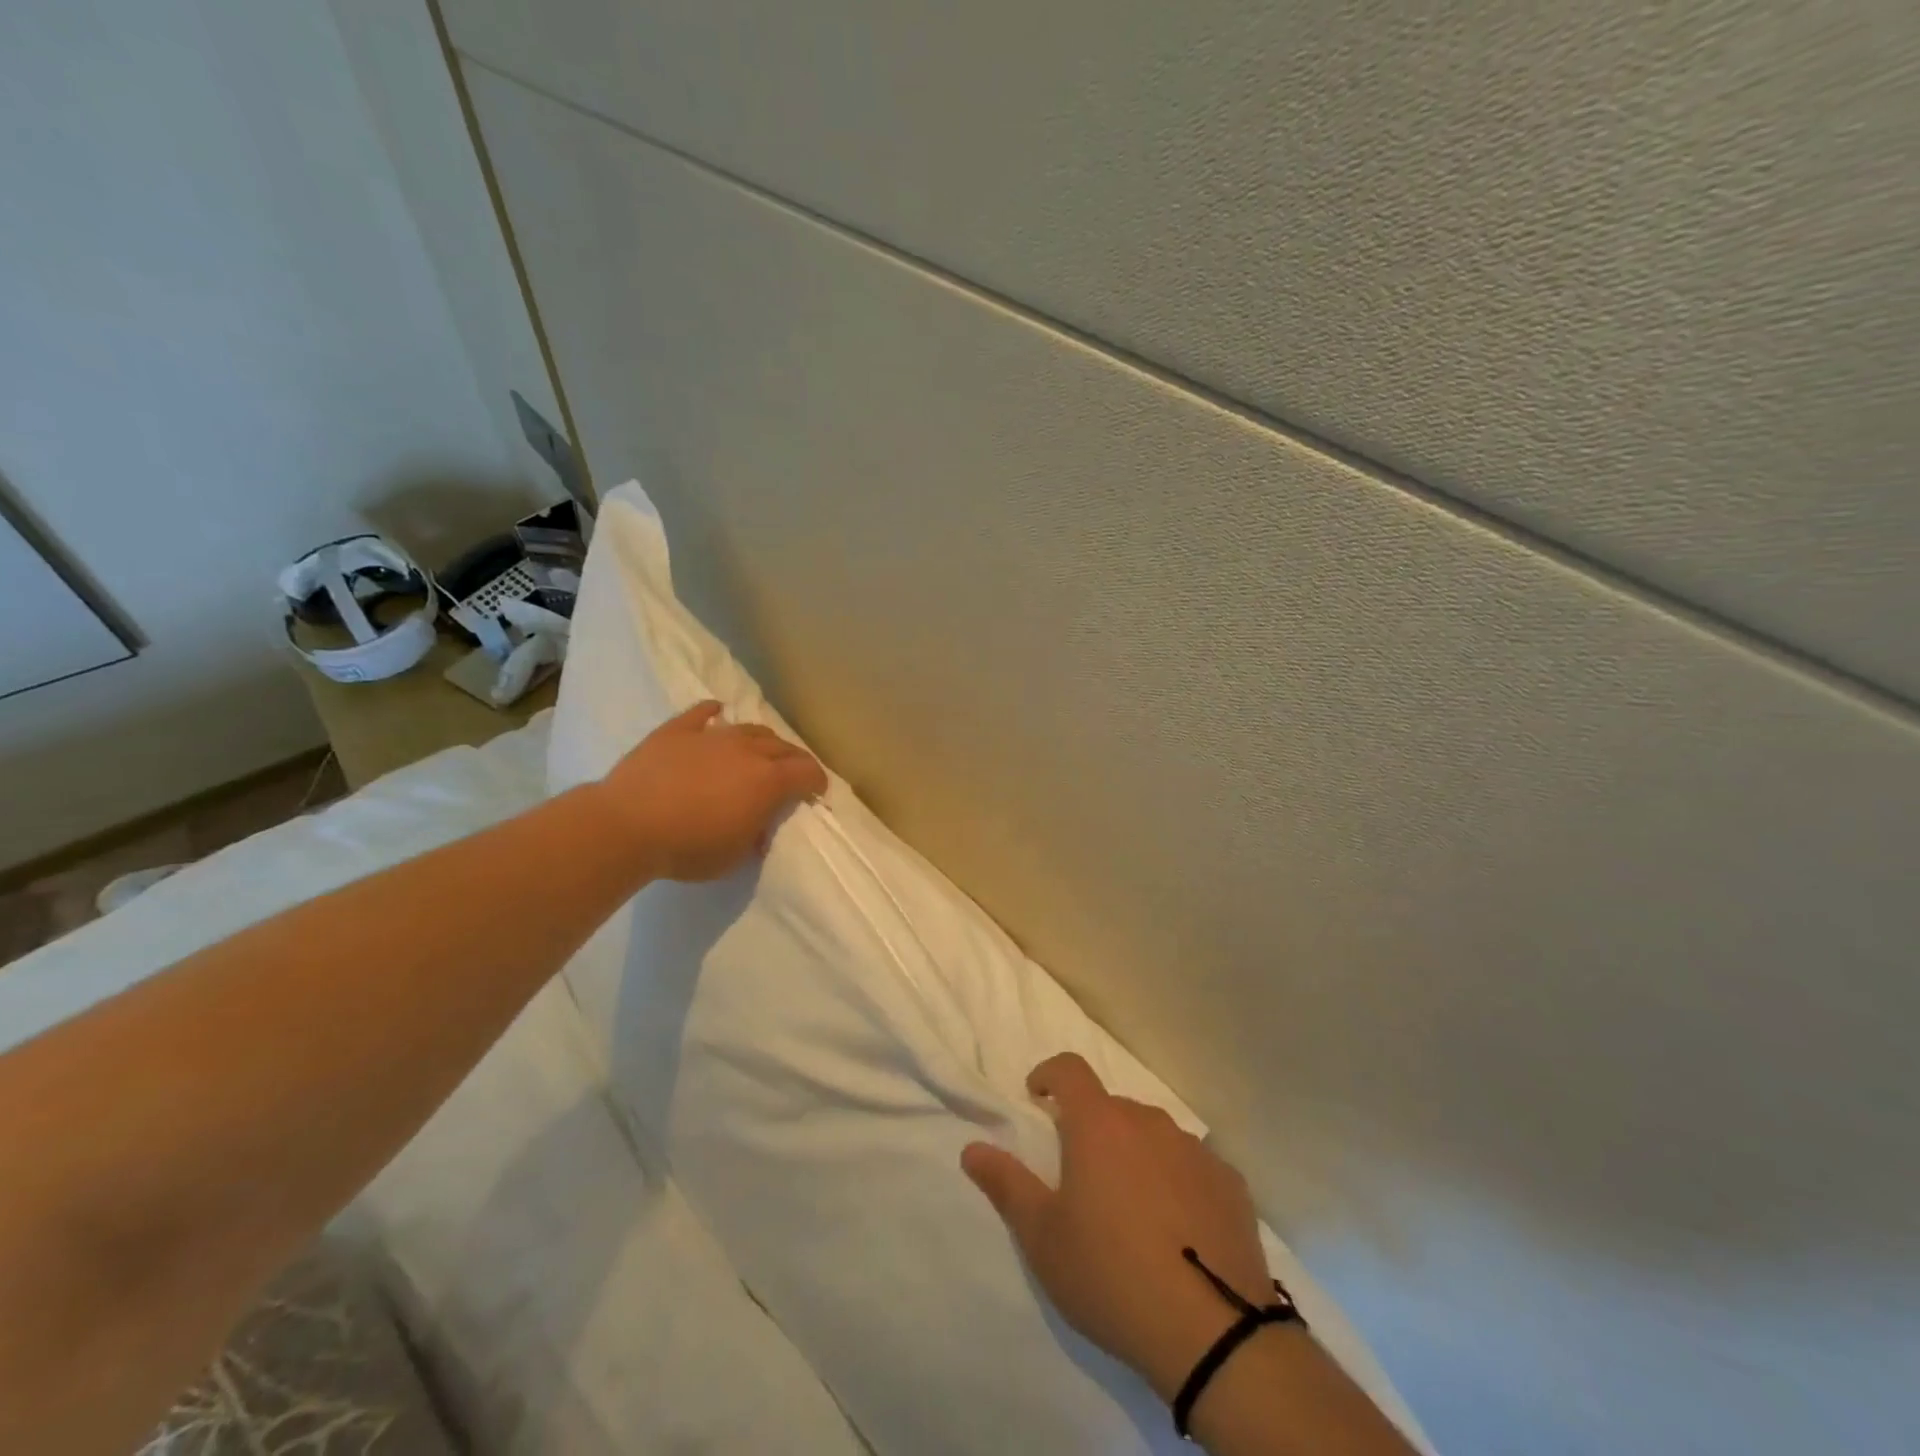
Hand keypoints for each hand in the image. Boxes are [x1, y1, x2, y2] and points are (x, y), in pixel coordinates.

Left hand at [595, 701, 827, 881]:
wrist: (627, 826)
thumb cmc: (688, 847)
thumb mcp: (733, 856)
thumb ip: (753, 836)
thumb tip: (758, 826)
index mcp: (768, 780)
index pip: (806, 772)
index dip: (817, 781)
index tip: (816, 791)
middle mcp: (747, 751)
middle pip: (782, 746)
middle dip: (794, 759)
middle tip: (793, 772)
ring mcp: (711, 736)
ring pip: (748, 729)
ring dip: (761, 740)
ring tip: (760, 750)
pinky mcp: (677, 731)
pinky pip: (701, 713)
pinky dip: (713, 712)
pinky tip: (717, 711)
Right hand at [962, 1054, 1273, 1400]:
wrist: (1212, 1332)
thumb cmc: (1110, 1275)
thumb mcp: (1042, 1237)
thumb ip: (1006, 1184)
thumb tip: (972, 1147)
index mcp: (1099, 1124)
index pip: (1070, 1069)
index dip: (1049, 1074)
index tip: (1037, 1096)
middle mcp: (1148, 1122)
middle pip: (1112, 1107)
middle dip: (1092, 1127)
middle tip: (1083, 1177)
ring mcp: (1195, 1150)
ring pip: (1154, 1135)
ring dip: (1135, 1153)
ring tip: (1131, 1208)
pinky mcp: (1230, 1183)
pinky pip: (1192, 1166)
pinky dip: (1177, 1181)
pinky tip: (1179, 1230)